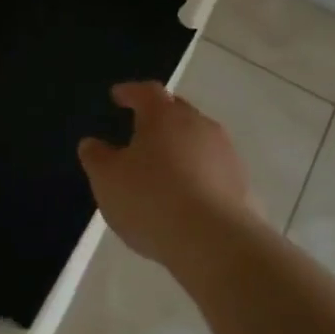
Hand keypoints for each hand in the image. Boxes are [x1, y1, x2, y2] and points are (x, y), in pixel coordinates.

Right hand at [78, 82, 261, 265]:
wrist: (215, 242)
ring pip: (198, 139)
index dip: (130, 92)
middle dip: (159, 116)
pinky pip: (213, 169)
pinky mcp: (242, 184)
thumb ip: (96, 157)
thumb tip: (92, 143)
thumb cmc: (151, 200)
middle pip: (177, 110)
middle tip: (141, 129)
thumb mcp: (107, 180)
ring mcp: (225, 153)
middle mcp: (198, 125)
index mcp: (163, 116)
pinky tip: (187, 195)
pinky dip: (198, 174)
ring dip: (181, 147)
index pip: (146, 92)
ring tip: (164, 166)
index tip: (118, 96)